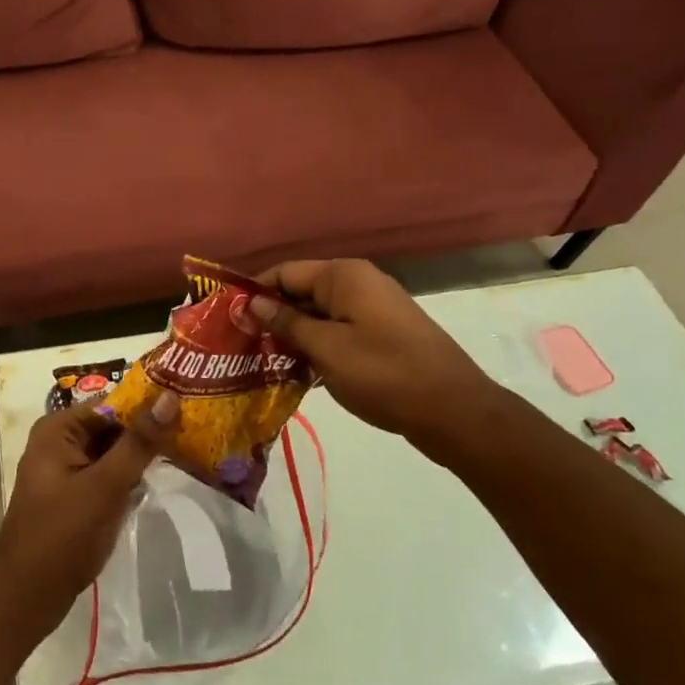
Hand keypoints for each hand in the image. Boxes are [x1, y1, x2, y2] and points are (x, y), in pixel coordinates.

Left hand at [0, 395, 178, 642]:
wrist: (26, 598)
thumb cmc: (63, 535)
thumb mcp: (105, 485)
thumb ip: (139, 442)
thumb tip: (169, 396)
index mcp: (60, 428)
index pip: (113, 403)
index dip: (150, 404)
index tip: (190, 405)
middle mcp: (60, 441)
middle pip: (114, 426)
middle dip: (149, 431)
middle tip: (198, 429)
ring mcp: (67, 470)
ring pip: (114, 452)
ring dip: (143, 455)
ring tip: (190, 448)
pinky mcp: (75, 496)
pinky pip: (108, 475)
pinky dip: (131, 477)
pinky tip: (162, 479)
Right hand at [236, 259, 507, 464]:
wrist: (456, 412)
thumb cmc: (384, 374)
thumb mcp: (326, 349)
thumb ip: (286, 323)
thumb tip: (252, 303)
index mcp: (343, 276)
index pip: (284, 272)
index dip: (254, 293)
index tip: (227, 318)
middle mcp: (359, 283)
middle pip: (302, 291)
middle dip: (272, 316)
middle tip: (241, 345)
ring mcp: (374, 308)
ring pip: (320, 314)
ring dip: (294, 335)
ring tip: (263, 361)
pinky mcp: (384, 334)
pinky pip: (339, 330)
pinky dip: (318, 345)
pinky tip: (298, 372)